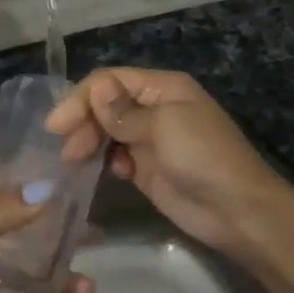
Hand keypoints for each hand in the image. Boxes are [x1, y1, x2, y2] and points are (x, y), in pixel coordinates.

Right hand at [46, 68, 286, 256]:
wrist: (237, 211)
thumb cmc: (203, 157)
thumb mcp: (163, 126)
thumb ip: (124, 111)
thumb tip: (95, 88)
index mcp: (162, 88)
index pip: (110, 81)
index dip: (81, 98)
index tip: (56, 125)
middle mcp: (154, 108)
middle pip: (105, 105)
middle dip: (83, 122)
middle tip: (67, 150)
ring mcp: (151, 139)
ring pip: (107, 131)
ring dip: (90, 141)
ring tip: (76, 161)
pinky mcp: (147, 168)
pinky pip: (117, 156)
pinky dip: (108, 161)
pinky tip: (113, 173)